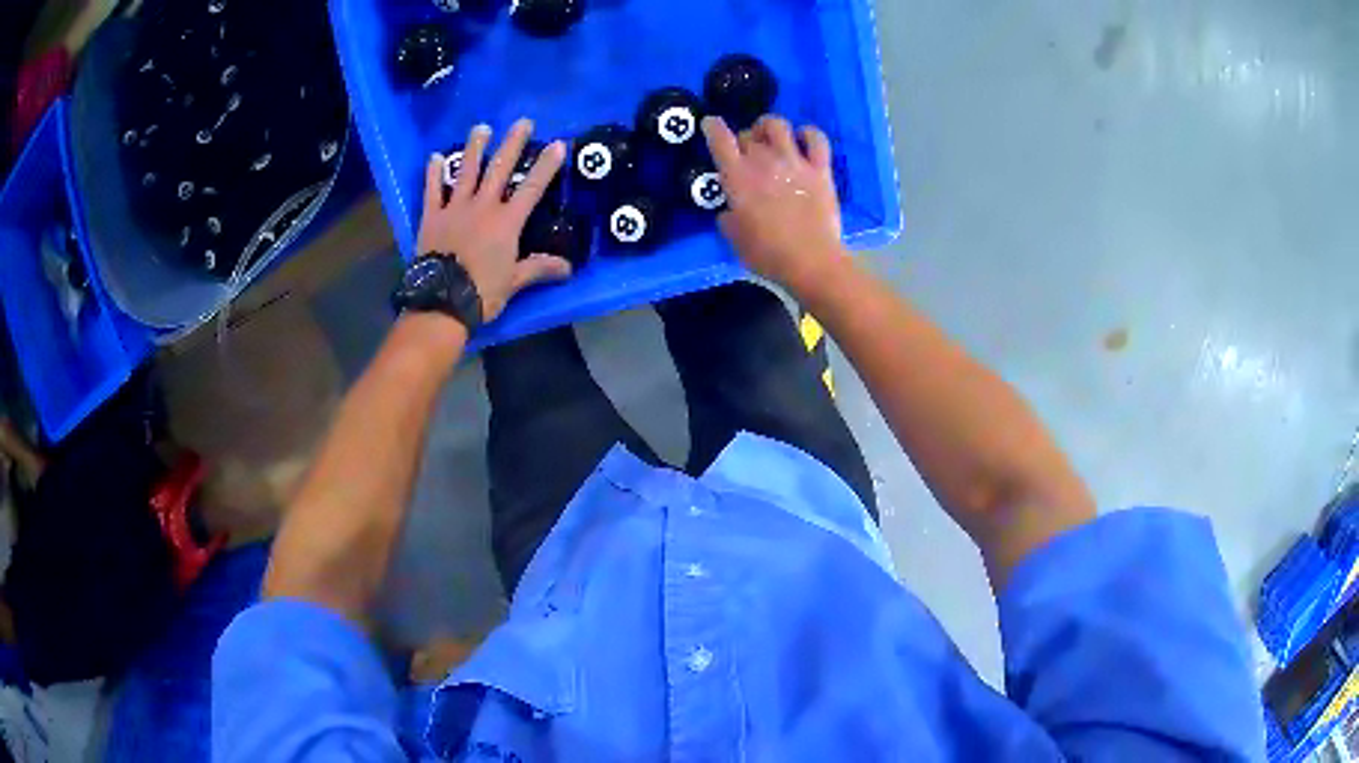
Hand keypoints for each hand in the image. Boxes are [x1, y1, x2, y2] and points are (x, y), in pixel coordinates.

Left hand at [416, 119, 570, 321]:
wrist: (442, 302)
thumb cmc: (482, 293)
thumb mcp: (515, 282)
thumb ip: (539, 268)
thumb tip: (568, 268)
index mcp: (506, 222)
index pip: (532, 188)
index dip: (546, 165)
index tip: (558, 144)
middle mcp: (483, 207)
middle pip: (500, 169)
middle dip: (513, 144)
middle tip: (522, 122)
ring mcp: (455, 208)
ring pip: (467, 171)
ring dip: (475, 148)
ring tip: (481, 127)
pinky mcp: (432, 217)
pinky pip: (432, 190)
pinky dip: (433, 173)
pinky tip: (435, 156)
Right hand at [701, 115, 848, 297]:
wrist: (811, 262)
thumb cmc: (768, 254)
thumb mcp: (734, 239)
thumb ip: (728, 218)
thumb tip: (730, 210)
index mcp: (737, 177)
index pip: (719, 139)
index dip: (712, 127)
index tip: (710, 124)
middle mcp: (764, 161)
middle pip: (748, 133)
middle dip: (743, 139)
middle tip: (746, 154)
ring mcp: (795, 162)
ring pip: (778, 125)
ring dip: (770, 127)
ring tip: (770, 138)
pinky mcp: (820, 169)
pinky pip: (816, 138)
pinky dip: (808, 134)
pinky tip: (803, 139)